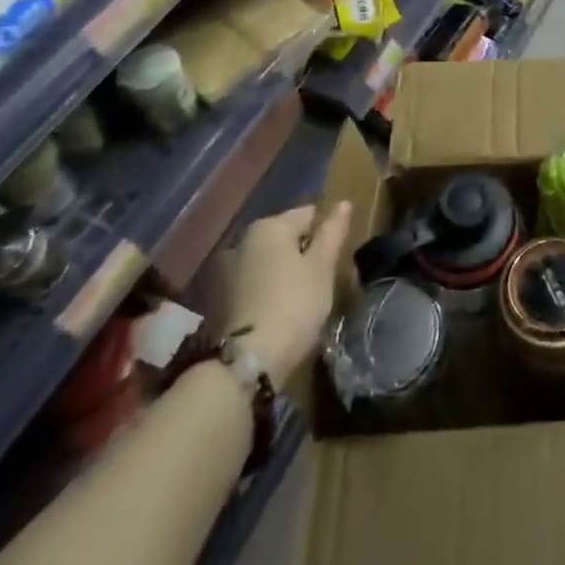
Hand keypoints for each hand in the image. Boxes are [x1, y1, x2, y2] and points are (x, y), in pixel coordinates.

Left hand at [225, 202, 352, 383]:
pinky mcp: (221, 299)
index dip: (329, 233)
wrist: (248, 362)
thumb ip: (333, 232)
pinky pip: (257, 283)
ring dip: (288, 273)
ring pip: (271, 262)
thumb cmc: (294, 305)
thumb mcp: (322, 267)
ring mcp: (228, 270)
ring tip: (306, 299)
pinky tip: (283, 311)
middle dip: (307, 253)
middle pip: (288, 238)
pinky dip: (271, 290)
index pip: (309, 214)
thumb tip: (343, 203)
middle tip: (326, 280)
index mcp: (269, 226)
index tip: (339, 258)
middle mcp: (243, 240)